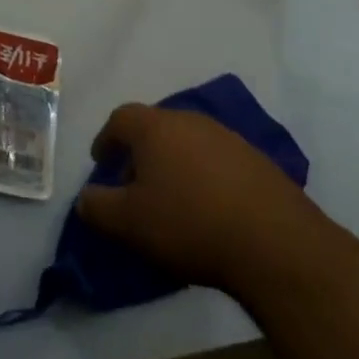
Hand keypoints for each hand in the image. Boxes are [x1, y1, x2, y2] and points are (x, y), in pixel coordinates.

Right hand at [76, 103, 325, 293]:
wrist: (272, 240)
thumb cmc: (188, 223)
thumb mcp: (129, 223)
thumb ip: (97, 207)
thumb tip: (85, 198)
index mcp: (155, 127)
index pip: (121, 118)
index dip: (106, 138)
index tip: (100, 160)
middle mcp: (189, 120)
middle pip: (156, 128)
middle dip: (141, 153)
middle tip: (134, 186)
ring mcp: (227, 137)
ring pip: (188, 143)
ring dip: (174, 164)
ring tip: (172, 200)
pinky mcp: (256, 160)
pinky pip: (217, 161)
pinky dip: (205, 177)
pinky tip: (209, 208)